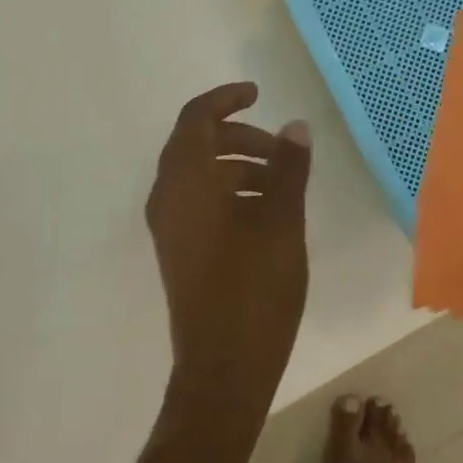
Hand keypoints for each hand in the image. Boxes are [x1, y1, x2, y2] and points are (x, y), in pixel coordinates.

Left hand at [146, 83, 313, 428]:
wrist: (224, 369)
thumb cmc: (254, 289)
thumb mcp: (281, 222)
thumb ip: (288, 168)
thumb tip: (294, 126)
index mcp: (185, 183)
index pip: (195, 119)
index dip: (225, 99)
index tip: (258, 93)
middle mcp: (168, 199)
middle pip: (197, 145)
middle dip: (240, 137)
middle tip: (283, 151)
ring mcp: (171, 229)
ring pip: (201, 176)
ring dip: (239, 167)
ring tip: (283, 185)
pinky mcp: (180, 252)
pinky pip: (201, 203)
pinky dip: (231, 194)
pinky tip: (268, 214)